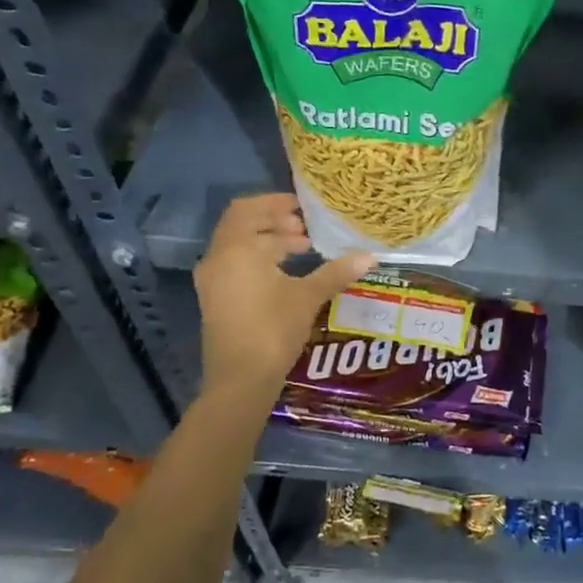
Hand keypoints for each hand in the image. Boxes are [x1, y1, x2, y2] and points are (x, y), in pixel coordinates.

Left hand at [194, 194, 373, 389]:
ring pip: (239, 246)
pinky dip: (259, 259)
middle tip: (306, 228)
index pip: (250, 210)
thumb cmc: (273, 329)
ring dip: (268, 241)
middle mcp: (218, 258)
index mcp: (237, 249)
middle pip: (242, 225)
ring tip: (302, 249)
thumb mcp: (308, 297)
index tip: (304, 207)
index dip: (276, 203)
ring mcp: (212, 280)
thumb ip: (336, 272)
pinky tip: (286, 274)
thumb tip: (370, 257)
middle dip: (274, 222)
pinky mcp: (215, 299)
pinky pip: (236, 264)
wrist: (239, 380)